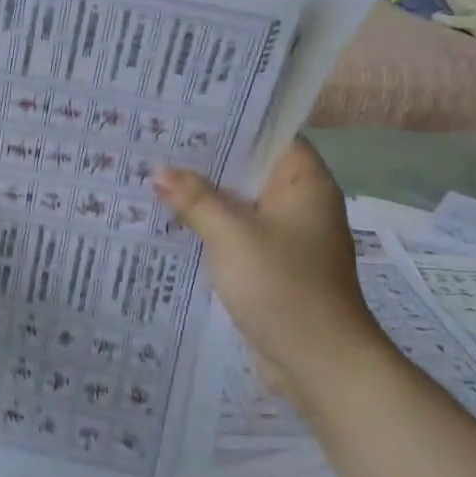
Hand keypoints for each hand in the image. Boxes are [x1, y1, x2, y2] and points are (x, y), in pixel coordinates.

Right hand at [154, 139, 382, 404]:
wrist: (321, 364)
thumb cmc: (283, 287)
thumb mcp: (232, 236)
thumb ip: (195, 199)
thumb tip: (159, 171)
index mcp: (305, 183)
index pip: (269, 135)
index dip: (231, 122)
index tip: (187, 112)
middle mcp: (300, 203)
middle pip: (250, 169)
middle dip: (207, 160)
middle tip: (157, 141)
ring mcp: (288, 237)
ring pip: (241, 204)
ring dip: (206, 196)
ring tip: (155, 175)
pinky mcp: (274, 266)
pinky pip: (238, 234)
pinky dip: (212, 227)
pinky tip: (173, 222)